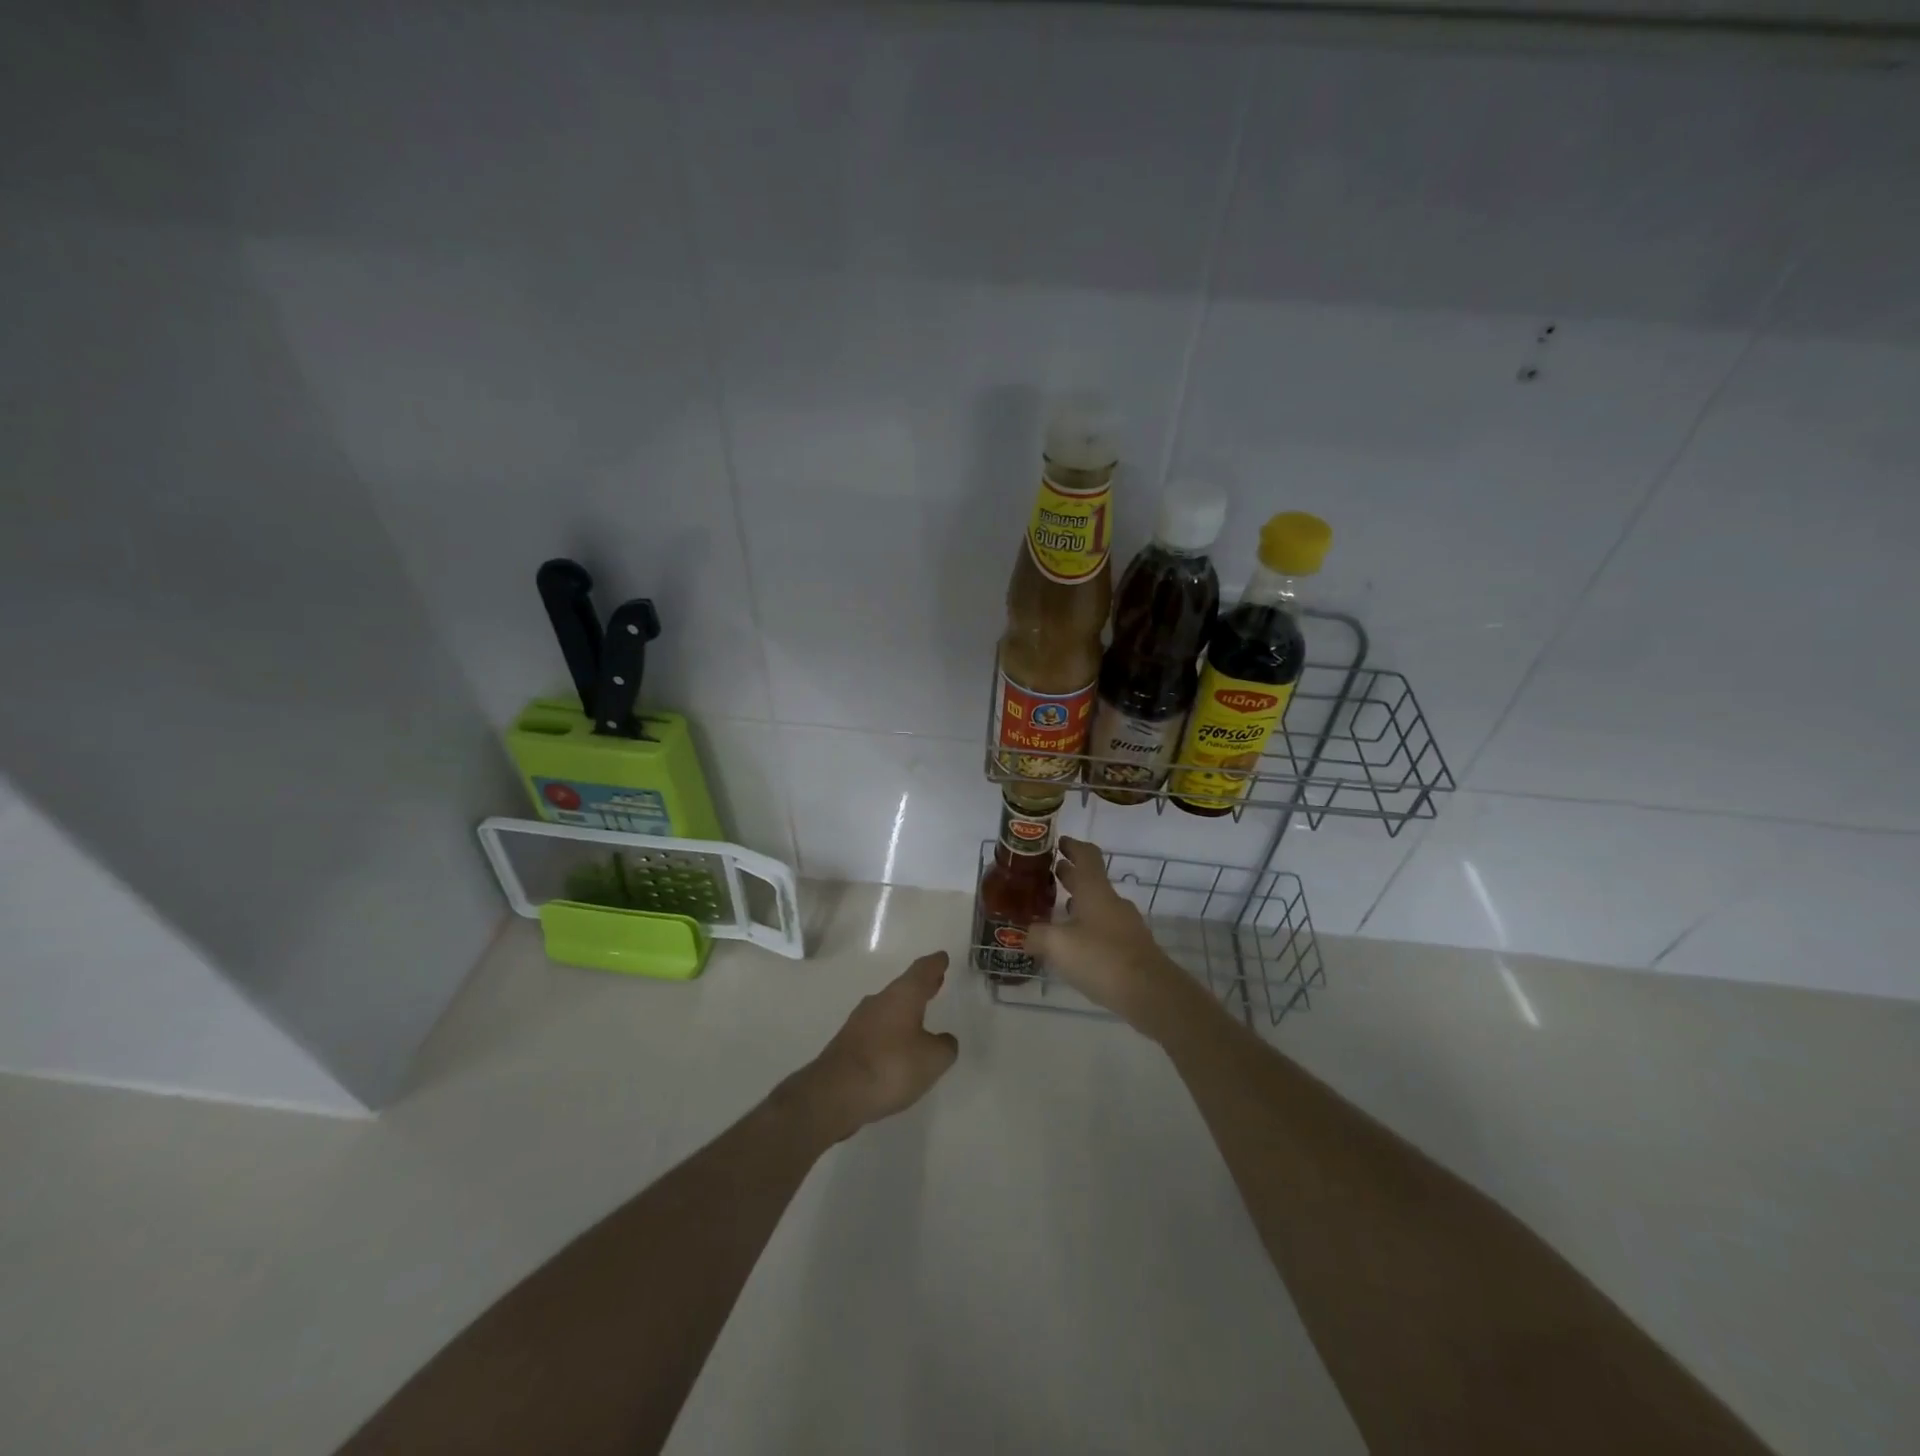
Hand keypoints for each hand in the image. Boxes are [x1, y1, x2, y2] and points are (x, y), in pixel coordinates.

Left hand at [784, 952, 959, 1142]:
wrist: (835, 1093)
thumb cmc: (891, 1067)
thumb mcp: (932, 1059)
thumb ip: (944, 1046)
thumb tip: (943, 1040)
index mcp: (903, 995)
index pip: (922, 970)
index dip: (935, 964)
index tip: (942, 957)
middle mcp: (879, 1001)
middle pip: (904, 987)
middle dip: (921, 985)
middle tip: (936, 982)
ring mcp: (860, 1021)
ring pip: (888, 1007)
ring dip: (904, 1009)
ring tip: (919, 1016)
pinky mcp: (847, 1043)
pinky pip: (876, 1029)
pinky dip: (890, 1031)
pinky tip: (896, 1047)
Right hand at [1026, 838, 1202, 1037]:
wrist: (1150, 993)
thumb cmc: (1101, 958)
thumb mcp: (1058, 945)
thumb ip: (1037, 935)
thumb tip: (1024, 934)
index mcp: (1095, 890)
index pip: (1086, 855)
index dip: (1072, 846)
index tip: (1057, 842)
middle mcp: (1112, 902)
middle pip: (1090, 880)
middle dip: (1069, 875)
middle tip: (1048, 875)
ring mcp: (1125, 925)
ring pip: (1097, 905)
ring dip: (1078, 903)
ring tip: (1056, 911)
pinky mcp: (1131, 947)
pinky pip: (1105, 928)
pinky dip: (1088, 927)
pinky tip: (1075, 944)